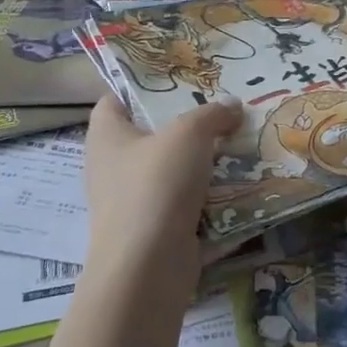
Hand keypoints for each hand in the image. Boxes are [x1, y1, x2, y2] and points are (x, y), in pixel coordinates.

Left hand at [83, 97, 242, 284]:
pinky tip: (240, 182)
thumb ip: (212, 114)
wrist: (149, 266)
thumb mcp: (189, 134)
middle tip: (223, 109)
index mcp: (106, 136)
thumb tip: (233, 106)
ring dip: (203, 160)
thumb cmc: (156, 186)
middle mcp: (113, 166)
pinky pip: (185, 201)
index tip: (180, 80)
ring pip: (172, 169)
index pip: (115, 99)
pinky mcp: (155, 228)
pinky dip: (209, 194)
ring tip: (240, 142)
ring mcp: (133, 200)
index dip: (142, 86)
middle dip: (187, 124)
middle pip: (151, 134)